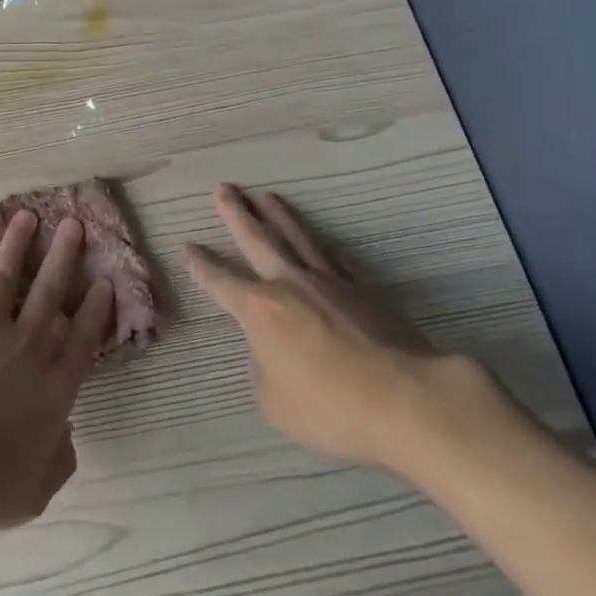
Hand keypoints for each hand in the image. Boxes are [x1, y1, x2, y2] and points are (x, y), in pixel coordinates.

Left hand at [0, 210, 114, 535]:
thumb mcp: (34, 492)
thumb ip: (57, 460)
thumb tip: (66, 434)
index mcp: (51, 389)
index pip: (81, 340)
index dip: (95, 310)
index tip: (104, 280)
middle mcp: (26, 349)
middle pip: (50, 294)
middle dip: (63, 257)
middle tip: (73, 224)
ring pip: (8, 278)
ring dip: (19, 246)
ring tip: (28, 217)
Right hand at [187, 184, 475, 472]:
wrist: (406, 399)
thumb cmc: (331, 407)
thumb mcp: (275, 402)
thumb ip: (263, 368)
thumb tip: (271, 348)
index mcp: (259, 309)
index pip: (221, 281)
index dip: (202, 265)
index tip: (188, 247)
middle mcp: (289, 283)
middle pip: (257, 239)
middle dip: (236, 215)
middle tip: (223, 189)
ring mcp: (329, 281)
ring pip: (296, 237)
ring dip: (277, 216)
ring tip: (264, 196)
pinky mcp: (363, 289)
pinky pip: (335, 259)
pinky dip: (322, 247)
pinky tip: (320, 242)